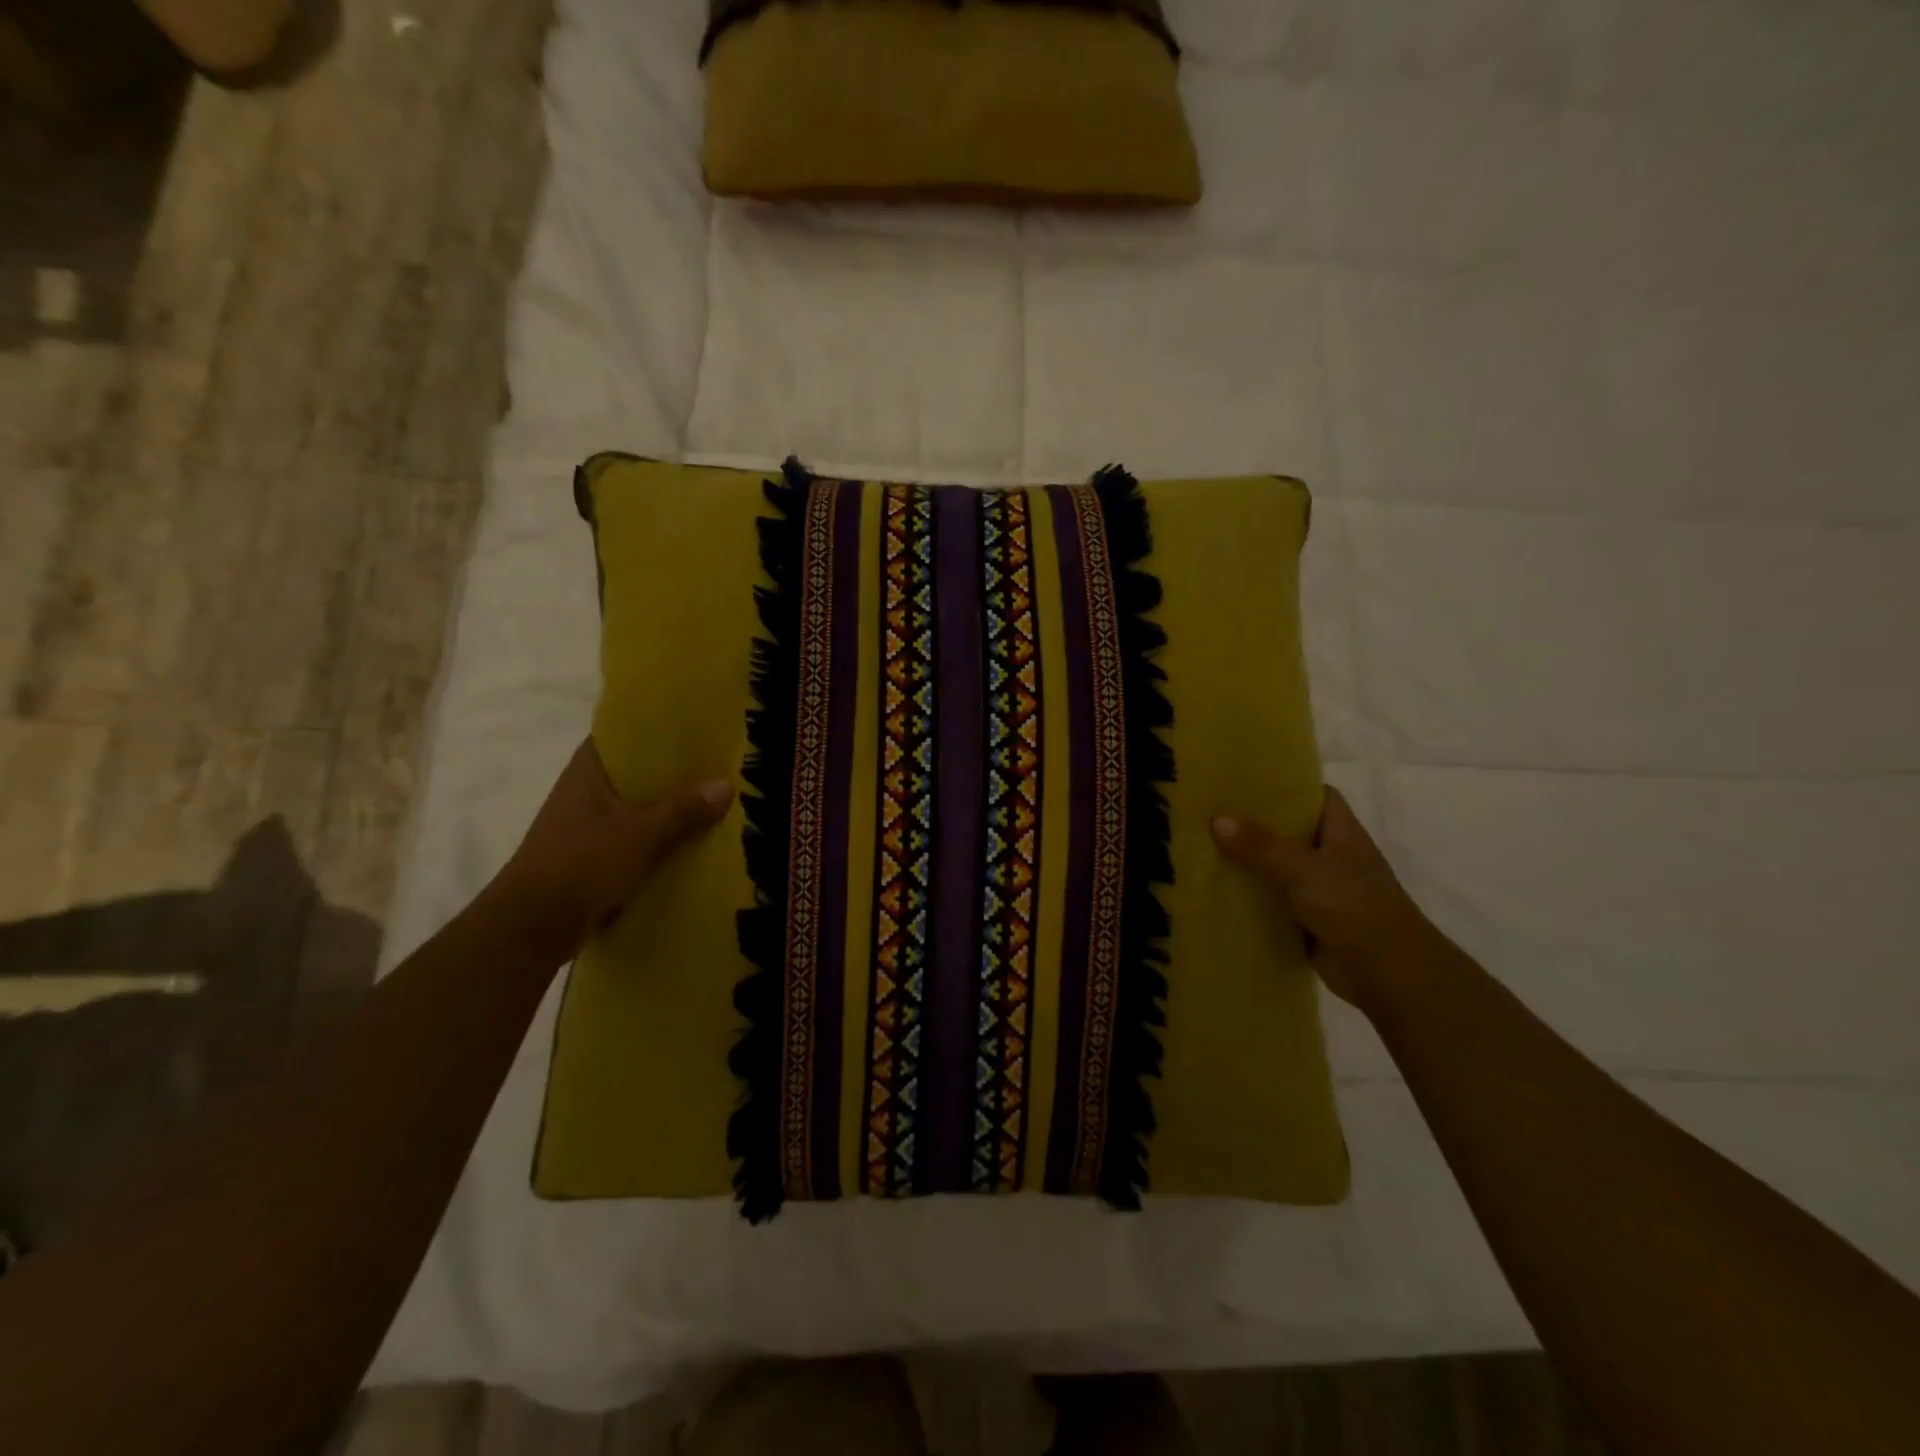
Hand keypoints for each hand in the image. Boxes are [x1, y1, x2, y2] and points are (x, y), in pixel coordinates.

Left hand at [487, 739, 733, 957]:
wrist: (534, 926)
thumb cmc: (582, 863)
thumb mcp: (642, 834)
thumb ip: (684, 811)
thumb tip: (726, 785)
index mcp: (587, 772)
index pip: (621, 734)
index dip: (654, 729)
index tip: (691, 728)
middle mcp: (582, 791)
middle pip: (633, 772)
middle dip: (670, 772)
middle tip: (714, 764)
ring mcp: (584, 825)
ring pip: (634, 807)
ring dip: (665, 807)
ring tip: (710, 801)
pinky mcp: (589, 856)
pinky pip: (632, 836)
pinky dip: (656, 837)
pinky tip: (688, 841)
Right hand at [1212, 788, 1441, 1009]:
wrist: (1388, 974)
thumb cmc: (1354, 907)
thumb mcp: (1304, 869)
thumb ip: (1261, 846)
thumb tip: (1217, 820)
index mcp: (1342, 833)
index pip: (1317, 796)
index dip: (1287, 786)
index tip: (1246, 781)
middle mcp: (1332, 856)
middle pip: (1290, 831)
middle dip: (1255, 823)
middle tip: (1211, 811)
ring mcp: (1321, 889)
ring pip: (1278, 867)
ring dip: (1249, 862)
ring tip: (1203, 845)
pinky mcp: (1309, 919)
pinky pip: (1273, 900)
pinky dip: (1252, 896)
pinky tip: (1218, 889)